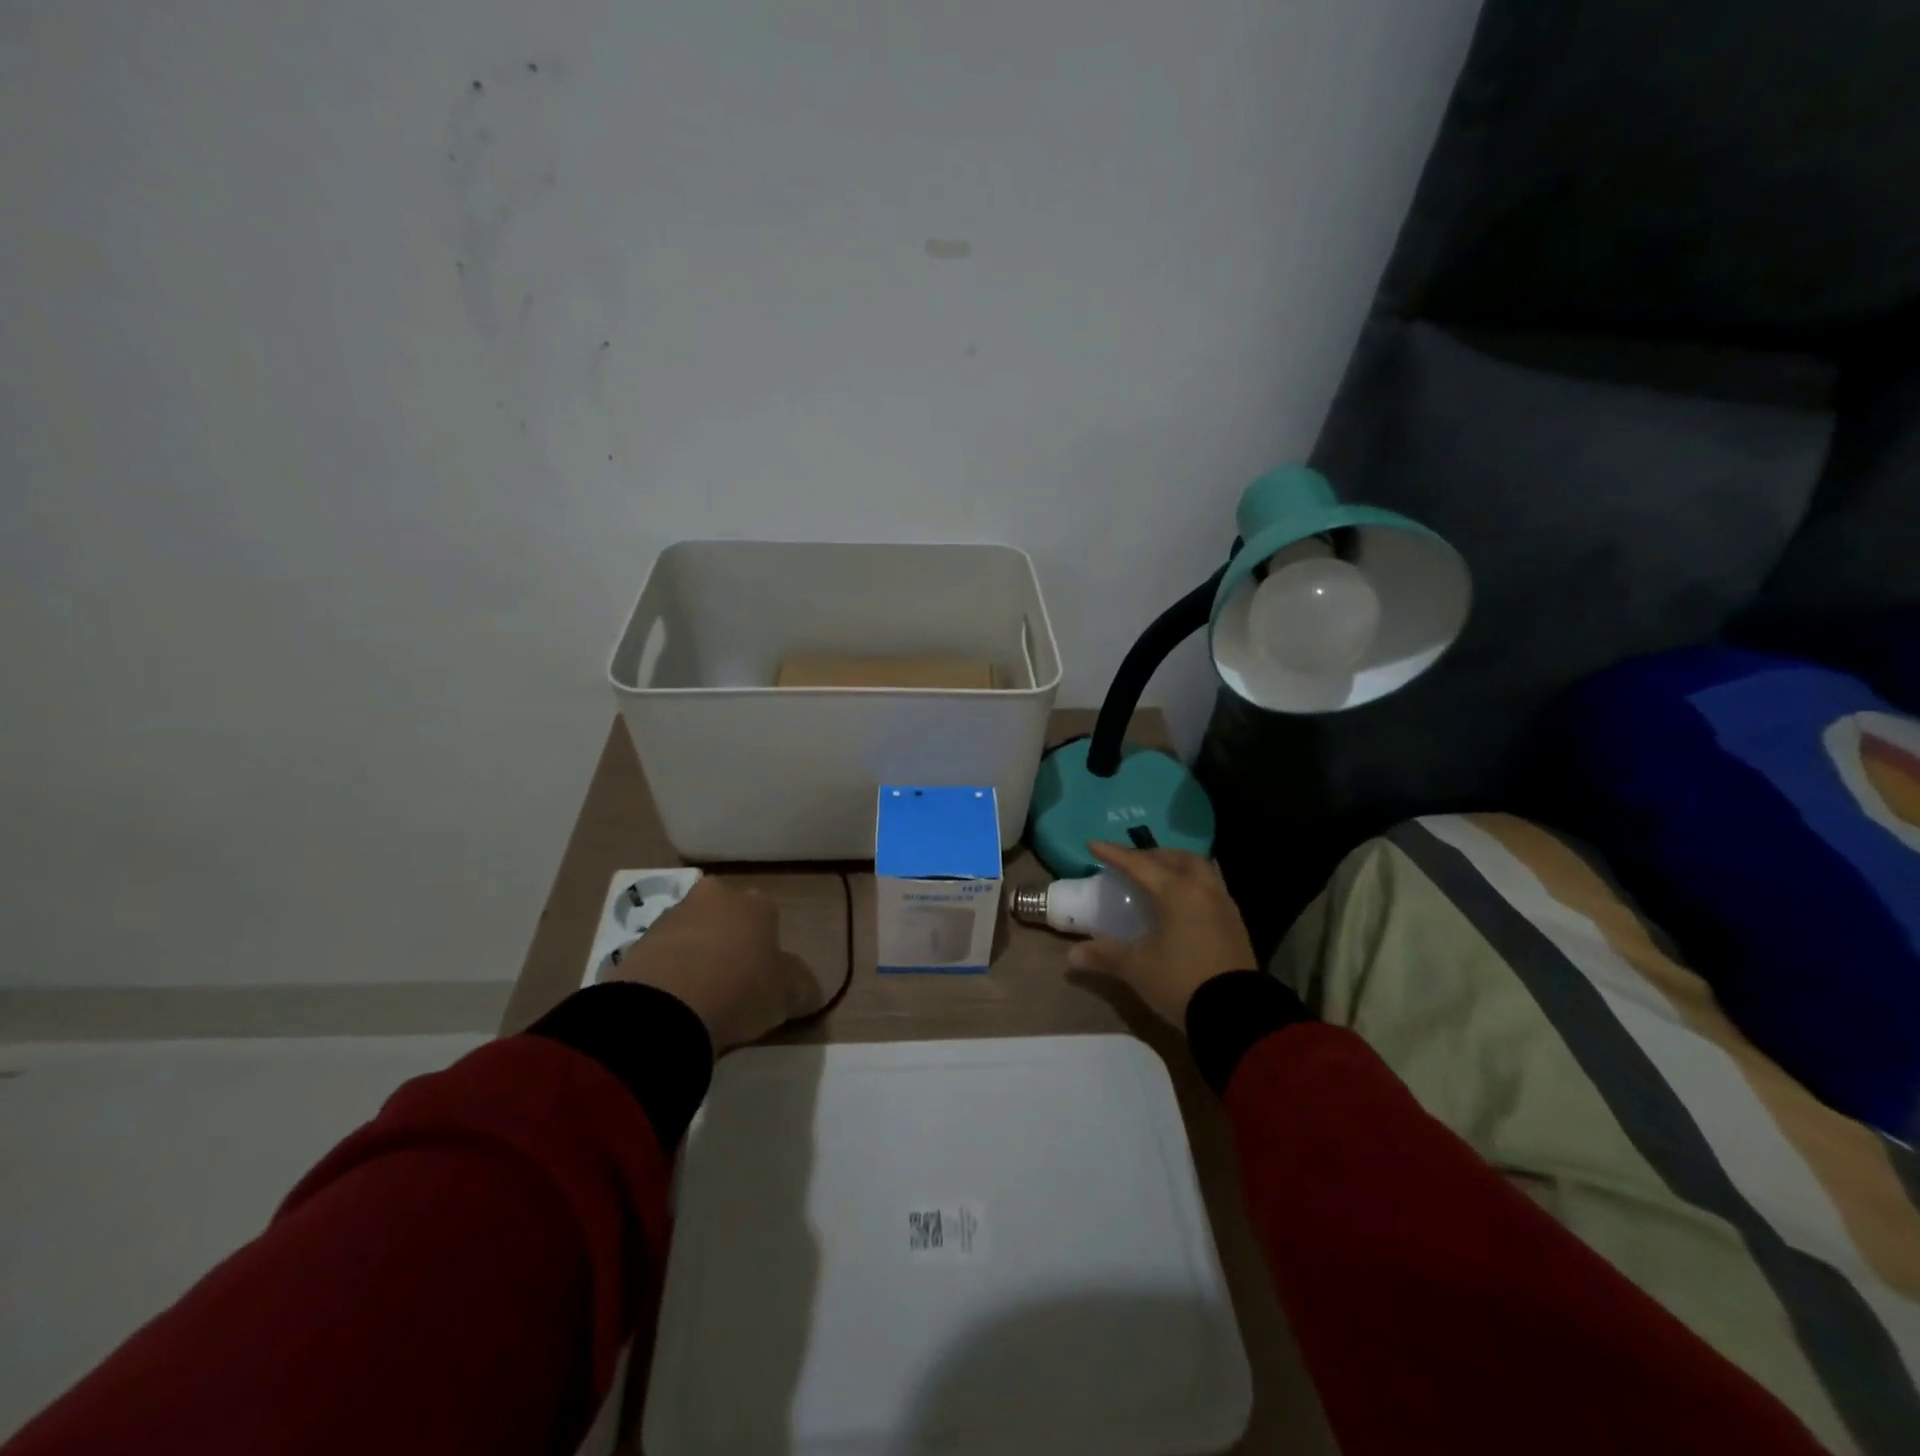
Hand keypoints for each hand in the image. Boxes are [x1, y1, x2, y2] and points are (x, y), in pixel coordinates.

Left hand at [603, 877, 822, 1054]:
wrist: (666, 1008)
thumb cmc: (742, 989)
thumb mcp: (789, 995)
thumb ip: (800, 986)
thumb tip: (804, 989)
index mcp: (757, 902)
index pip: (768, 918)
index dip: (767, 949)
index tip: (764, 979)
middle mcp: (715, 897)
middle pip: (726, 918)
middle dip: (729, 943)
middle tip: (731, 984)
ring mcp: (672, 916)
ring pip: (692, 934)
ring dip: (696, 957)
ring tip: (699, 1000)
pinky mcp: (637, 942)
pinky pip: (662, 957)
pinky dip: (668, 975)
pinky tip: (672, 1005)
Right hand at [1065, 841, 1256, 1026]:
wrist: (1236, 1015)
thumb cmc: (1181, 982)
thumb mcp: (1137, 968)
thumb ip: (1106, 955)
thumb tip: (1072, 956)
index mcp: (1177, 892)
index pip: (1139, 864)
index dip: (1114, 854)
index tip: (1092, 844)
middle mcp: (1202, 889)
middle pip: (1175, 858)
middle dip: (1150, 855)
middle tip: (1130, 862)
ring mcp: (1223, 904)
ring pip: (1199, 868)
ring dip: (1176, 864)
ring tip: (1158, 875)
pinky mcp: (1235, 922)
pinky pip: (1211, 886)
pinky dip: (1192, 882)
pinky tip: (1182, 902)